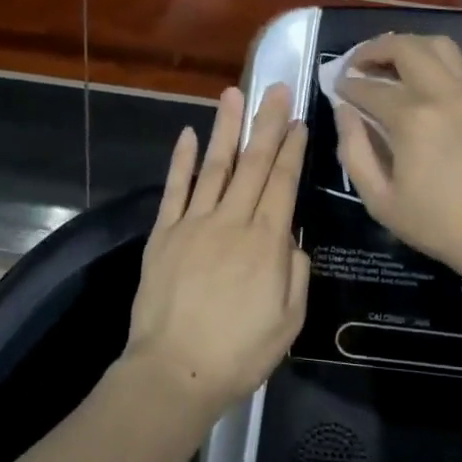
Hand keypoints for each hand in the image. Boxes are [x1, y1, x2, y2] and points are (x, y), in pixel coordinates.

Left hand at [123, 83, 309, 418]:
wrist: (174, 373)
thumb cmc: (239, 353)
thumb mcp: (289, 321)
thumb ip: (295, 273)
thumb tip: (291, 238)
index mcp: (266, 242)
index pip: (283, 183)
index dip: (292, 149)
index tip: (298, 121)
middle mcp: (232, 221)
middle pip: (253, 164)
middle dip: (267, 124)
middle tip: (275, 89)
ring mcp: (194, 224)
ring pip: (215, 166)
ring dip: (226, 128)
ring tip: (235, 94)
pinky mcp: (163, 234)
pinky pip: (175, 189)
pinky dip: (182, 160)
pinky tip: (190, 133)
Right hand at [334, 34, 461, 286]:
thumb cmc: (440, 225)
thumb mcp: (381, 200)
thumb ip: (354, 151)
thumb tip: (344, 111)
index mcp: (412, 119)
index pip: (369, 87)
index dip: (346, 85)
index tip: (335, 88)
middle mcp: (442, 93)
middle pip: (404, 47)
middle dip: (372, 50)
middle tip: (355, 66)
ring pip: (436, 44)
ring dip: (405, 46)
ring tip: (387, 64)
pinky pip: (455, 62)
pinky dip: (430, 58)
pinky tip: (417, 80)